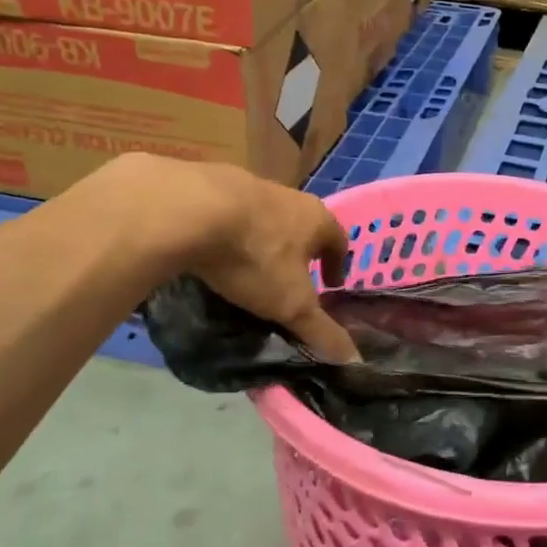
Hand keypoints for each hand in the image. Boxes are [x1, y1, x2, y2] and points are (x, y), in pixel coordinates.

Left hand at [167, 161, 359, 362]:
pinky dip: (230, 234)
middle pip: (303, 226)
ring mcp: (250, 188)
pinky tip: (217, 253)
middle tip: (291, 281)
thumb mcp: (292, 304)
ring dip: (265, 241)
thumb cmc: (257, 257)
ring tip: (252, 270)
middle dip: (300, 253)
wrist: (192, 210)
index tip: (331, 285)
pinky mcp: (212, 186)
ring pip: (267, 219)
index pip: (339, 240)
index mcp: (317, 219)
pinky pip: (231, 215)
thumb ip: (321, 331)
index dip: (337, 264)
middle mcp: (290, 197)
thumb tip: (353, 360)